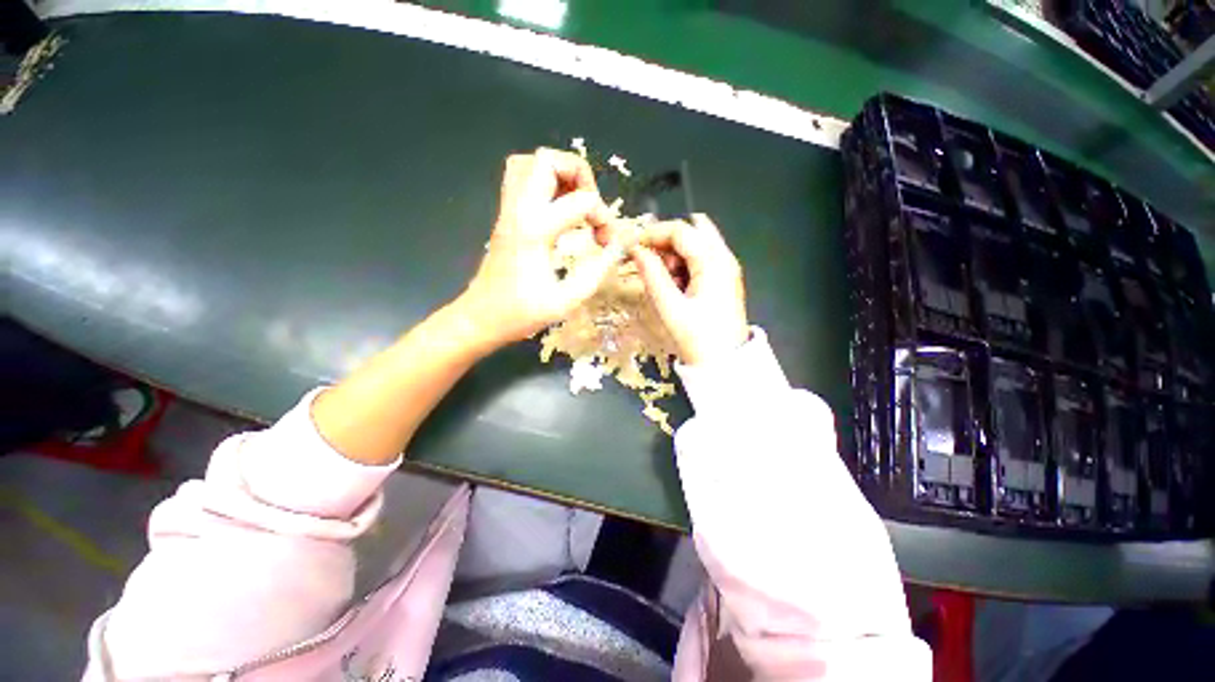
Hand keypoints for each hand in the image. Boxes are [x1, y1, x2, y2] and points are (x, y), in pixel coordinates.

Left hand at [459, 149, 625, 346]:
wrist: (480, 318)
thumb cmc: (521, 313)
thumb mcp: (566, 300)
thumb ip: (596, 272)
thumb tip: (617, 248)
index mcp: (535, 230)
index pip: (581, 201)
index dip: (604, 218)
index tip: (608, 243)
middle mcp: (519, 211)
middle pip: (547, 160)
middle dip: (580, 176)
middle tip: (592, 207)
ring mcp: (508, 211)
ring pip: (529, 163)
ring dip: (559, 174)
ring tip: (576, 202)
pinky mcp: (505, 216)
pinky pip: (521, 179)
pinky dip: (544, 182)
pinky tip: (559, 208)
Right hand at [630, 214, 748, 365]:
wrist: (725, 364)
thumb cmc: (697, 338)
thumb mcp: (670, 307)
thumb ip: (652, 275)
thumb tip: (636, 250)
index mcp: (713, 262)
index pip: (681, 231)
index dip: (653, 234)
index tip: (632, 247)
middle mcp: (724, 258)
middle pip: (692, 231)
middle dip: (666, 242)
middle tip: (650, 264)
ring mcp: (725, 268)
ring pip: (695, 245)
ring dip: (674, 256)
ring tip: (664, 283)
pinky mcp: (723, 279)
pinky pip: (699, 261)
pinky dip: (683, 267)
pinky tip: (676, 288)